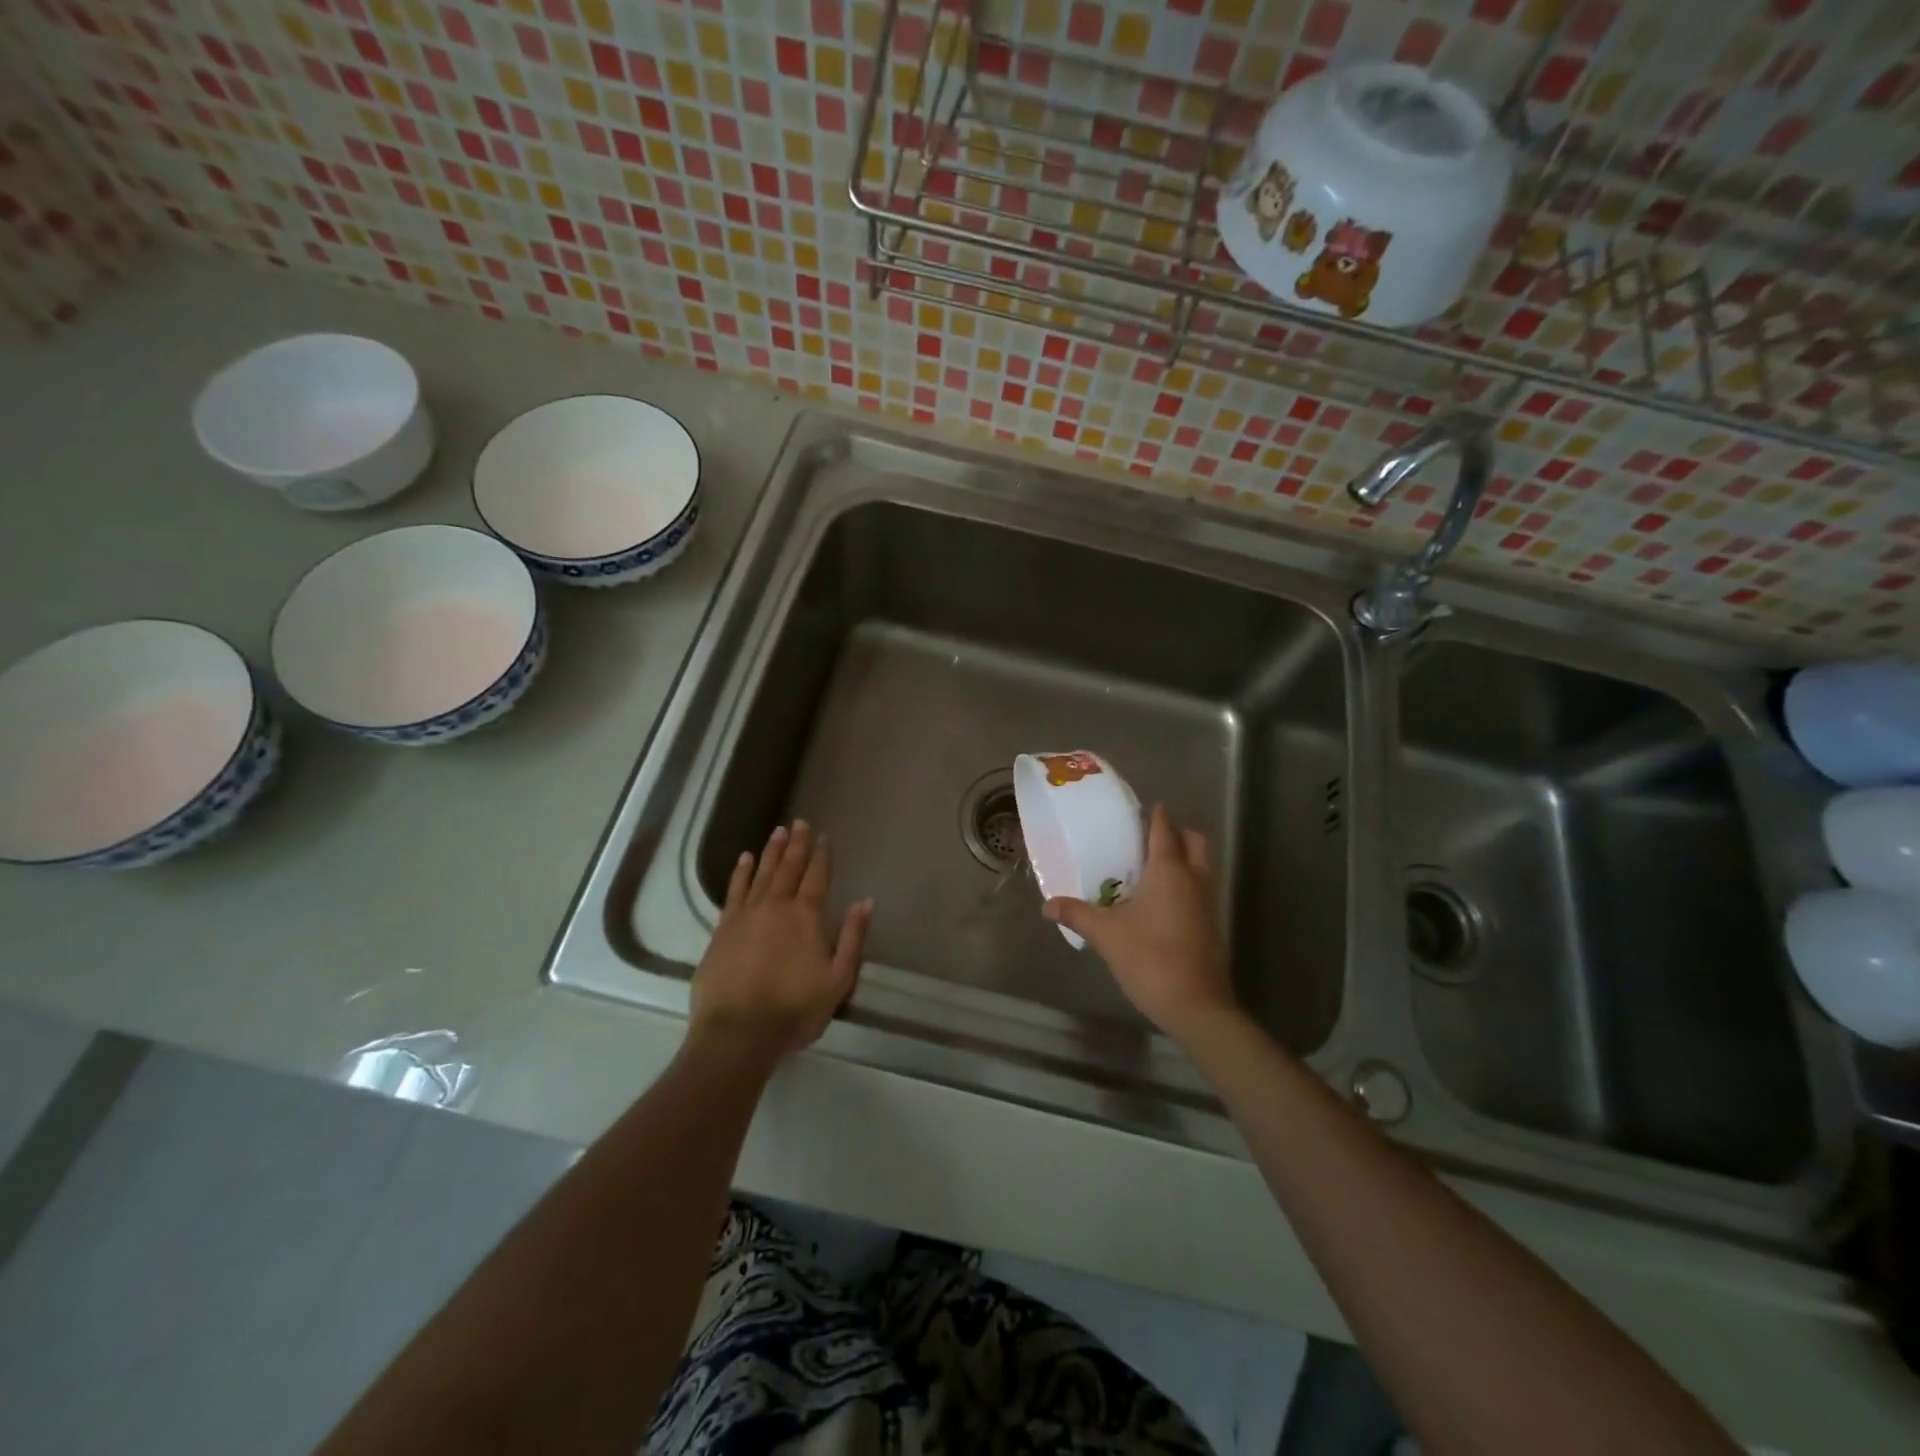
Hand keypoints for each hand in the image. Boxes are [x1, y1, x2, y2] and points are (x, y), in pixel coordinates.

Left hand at [690, 821, 872, 1061]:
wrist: (738, 1033)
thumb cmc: (794, 1010)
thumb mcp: (838, 980)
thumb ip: (852, 938)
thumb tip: (866, 901)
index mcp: (807, 916)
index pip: (817, 877)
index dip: (822, 855)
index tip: (824, 836)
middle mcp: (776, 906)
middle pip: (789, 867)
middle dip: (796, 844)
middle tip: (799, 822)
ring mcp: (746, 914)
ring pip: (762, 873)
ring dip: (771, 851)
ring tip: (777, 830)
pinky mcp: (723, 928)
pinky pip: (734, 891)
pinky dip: (741, 872)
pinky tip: (745, 858)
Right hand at [1045, 805, 1234, 1042]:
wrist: (1196, 1005)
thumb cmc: (1150, 957)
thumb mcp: (1106, 934)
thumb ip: (1077, 914)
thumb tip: (1047, 905)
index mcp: (1169, 870)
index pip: (1164, 829)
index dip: (1154, 816)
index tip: (1140, 809)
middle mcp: (1194, 879)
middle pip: (1195, 841)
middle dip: (1177, 834)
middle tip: (1148, 840)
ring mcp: (1208, 903)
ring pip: (1202, 866)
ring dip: (1183, 859)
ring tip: (1149, 870)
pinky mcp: (1212, 925)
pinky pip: (1201, 890)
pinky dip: (1185, 885)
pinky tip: (1159, 903)